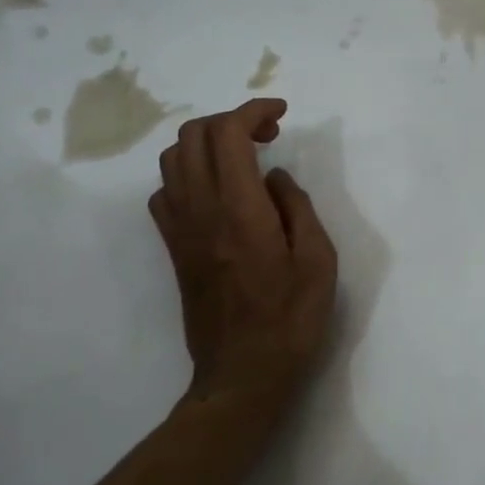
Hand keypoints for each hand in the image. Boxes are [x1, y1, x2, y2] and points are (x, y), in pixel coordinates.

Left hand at [149, 99, 337, 416]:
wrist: (242, 374)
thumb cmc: (290, 320)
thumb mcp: (318, 261)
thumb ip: (297, 208)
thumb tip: (274, 178)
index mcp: (241, 210)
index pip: (228, 134)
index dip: (252, 110)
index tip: (280, 114)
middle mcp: (201, 211)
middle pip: (193, 136)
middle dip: (231, 120)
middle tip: (267, 135)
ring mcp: (181, 230)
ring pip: (173, 159)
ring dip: (207, 143)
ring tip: (243, 157)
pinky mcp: (174, 249)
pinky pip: (166, 193)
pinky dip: (189, 175)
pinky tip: (218, 191)